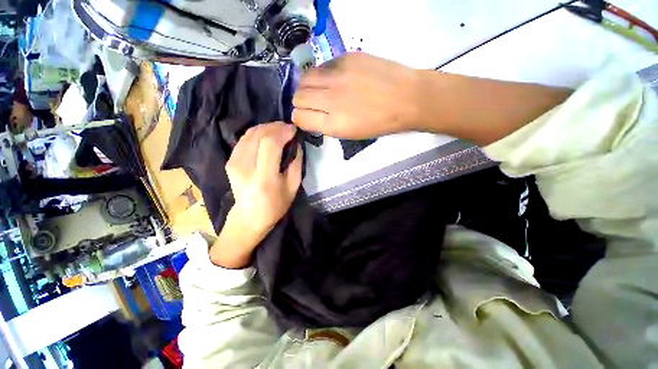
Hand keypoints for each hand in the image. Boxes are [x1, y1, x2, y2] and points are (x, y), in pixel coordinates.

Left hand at [210, 122, 302, 267]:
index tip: (294, 130)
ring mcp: (234, 163)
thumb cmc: (275, 206)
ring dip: (266, 127)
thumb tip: (297, 143)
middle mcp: (245, 167)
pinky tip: (266, 135)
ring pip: (249, 134)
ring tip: (279, 130)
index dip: (283, 132)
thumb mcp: (293, 188)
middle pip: (258, 135)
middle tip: (288, 127)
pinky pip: (243, 139)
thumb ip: (297, 164)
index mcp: (263, 177)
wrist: (249, 218)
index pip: (270, 144)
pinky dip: (256, 133)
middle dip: (275, 127)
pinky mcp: (230, 161)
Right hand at [293, 52, 421, 138]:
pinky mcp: (346, 58)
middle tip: (315, 103)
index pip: (299, 117)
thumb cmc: (380, 123)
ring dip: (308, 86)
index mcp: (333, 124)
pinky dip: (324, 74)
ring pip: (305, 78)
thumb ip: (327, 125)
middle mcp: (330, 99)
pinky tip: (336, 78)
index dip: (301, 118)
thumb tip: (313, 115)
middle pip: (297, 97)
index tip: (308, 117)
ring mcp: (337, 76)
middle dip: (302, 102)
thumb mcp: (351, 134)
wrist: (407, 99)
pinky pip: (322, 66)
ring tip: (322, 90)